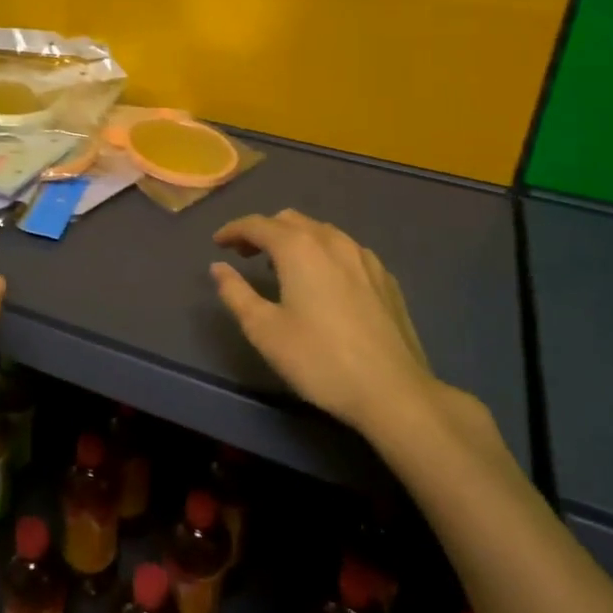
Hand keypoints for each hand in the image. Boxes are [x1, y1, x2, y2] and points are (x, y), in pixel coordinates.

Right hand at [210, 209, 444, 443]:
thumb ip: (236, 293)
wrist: (394, 392)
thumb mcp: (264, 330)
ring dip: (295, 239)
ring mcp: (364, 257)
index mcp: (298, 248)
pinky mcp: (385, 278)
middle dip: (264, 231)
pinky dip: (323, 253)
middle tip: (245, 254)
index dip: (233, 230)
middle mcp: (332, 240)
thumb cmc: (319, 360)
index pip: (257, 225)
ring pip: (321, 232)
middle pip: (290, 220)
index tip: (218, 243)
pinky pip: (345, 250)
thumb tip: (218, 267)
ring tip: (282, 266)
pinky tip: (323, 281)